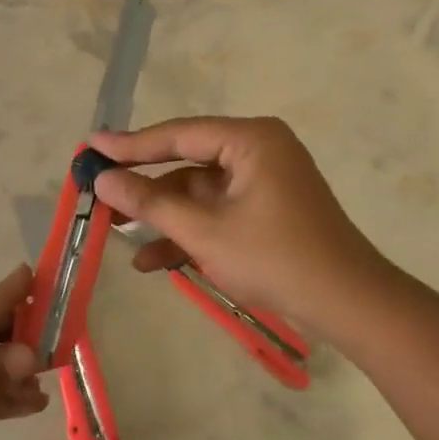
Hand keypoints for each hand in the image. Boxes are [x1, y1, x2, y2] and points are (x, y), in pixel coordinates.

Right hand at [89, 116, 394, 328]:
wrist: (347, 304)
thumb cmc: (275, 258)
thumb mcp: (204, 231)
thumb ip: (151, 202)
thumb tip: (102, 179)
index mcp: (251, 140)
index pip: (178, 135)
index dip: (131, 144)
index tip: (91, 147)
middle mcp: (258, 151)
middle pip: (186, 163)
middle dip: (145, 188)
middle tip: (99, 193)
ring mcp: (263, 182)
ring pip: (198, 193)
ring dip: (163, 217)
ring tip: (117, 235)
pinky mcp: (266, 210)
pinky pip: (217, 212)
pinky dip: (189, 232)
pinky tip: (155, 261)